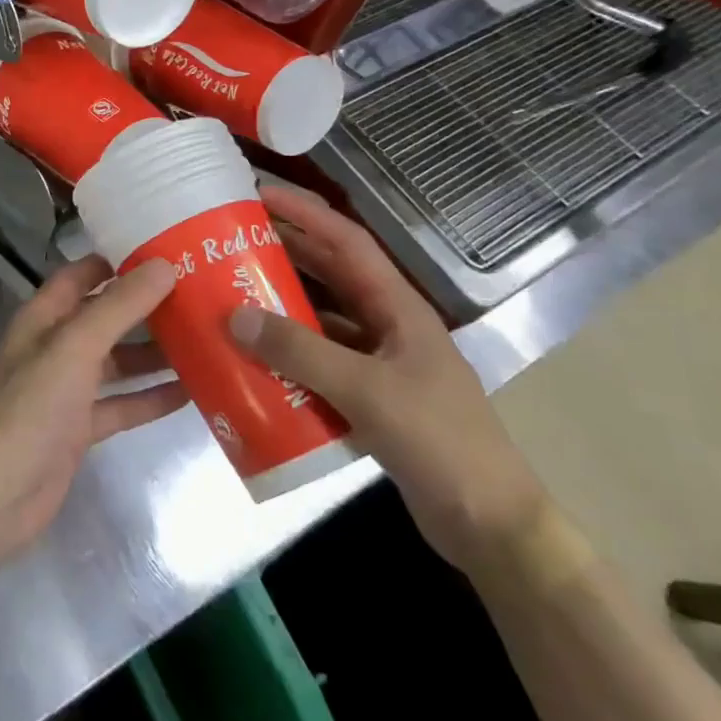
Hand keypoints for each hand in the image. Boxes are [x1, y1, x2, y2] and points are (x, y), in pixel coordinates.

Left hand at [0, 256, 185, 567]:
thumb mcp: (76, 346)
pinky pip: (122, 404)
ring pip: (117, 362)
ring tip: (204, 340)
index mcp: (44, 317)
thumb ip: (119, 307)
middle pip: (105, 317)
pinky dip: (150, 398)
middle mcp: (55, 347)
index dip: (118, 262)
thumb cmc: (32, 407)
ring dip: (154, 354)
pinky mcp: (80, 428)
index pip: (82, 275)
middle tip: (200, 296)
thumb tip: (163, 265)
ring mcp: (67, 389)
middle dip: (146, 308)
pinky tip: (191, 393)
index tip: (166, 252)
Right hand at [229, 184, 548, 575]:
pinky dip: (287, 354)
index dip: (305, 213)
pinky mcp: (368, 396)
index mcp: (398, 307)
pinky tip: (252, 359)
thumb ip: (300, 352)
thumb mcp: (367, 391)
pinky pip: (318, 360)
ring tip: (230, 293)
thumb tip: (235, 316)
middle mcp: (387, 325)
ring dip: (281, 305)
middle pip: (329, 274)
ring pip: (321, 318)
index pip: (347, 242)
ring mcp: (378, 362)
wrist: (490, 526)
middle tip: (231, 242)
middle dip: (284, 253)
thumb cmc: (440, 442)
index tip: (259, 195)